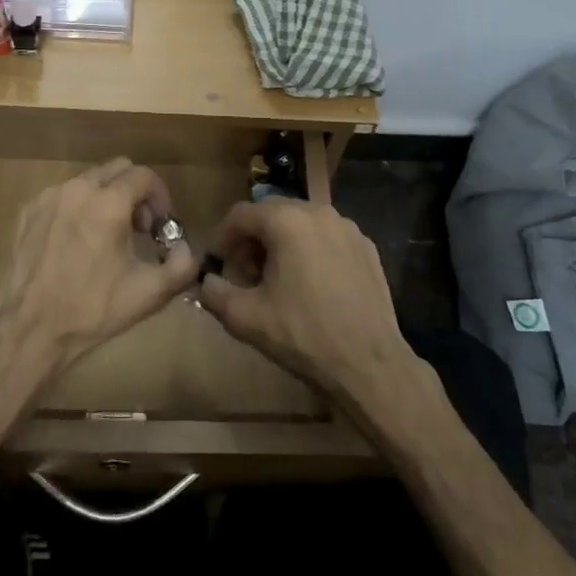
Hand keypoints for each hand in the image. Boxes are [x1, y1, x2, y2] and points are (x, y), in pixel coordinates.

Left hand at [0, 157, 201, 374]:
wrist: (31, 327)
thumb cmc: (93, 308)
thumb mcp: (150, 292)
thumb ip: (182, 264)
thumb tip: (184, 246)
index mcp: (109, 202)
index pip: (145, 176)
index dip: (160, 197)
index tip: (161, 226)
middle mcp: (79, 188)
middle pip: (118, 170)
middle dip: (135, 192)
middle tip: (138, 229)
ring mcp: (50, 197)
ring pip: (89, 180)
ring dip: (106, 198)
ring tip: (107, 236)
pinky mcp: (30, 210)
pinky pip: (64, 196)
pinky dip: (78, 208)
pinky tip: (77, 242)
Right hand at [199, 198, 414, 407]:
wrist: (369, 363)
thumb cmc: (303, 336)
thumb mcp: (246, 318)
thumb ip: (214, 293)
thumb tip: (206, 282)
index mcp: (286, 221)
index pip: (240, 214)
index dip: (222, 238)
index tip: (219, 265)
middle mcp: (318, 212)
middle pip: (271, 214)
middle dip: (252, 240)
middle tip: (247, 275)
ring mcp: (347, 228)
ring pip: (301, 224)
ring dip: (282, 244)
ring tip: (278, 281)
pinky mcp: (366, 247)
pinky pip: (327, 238)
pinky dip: (311, 251)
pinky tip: (312, 286)